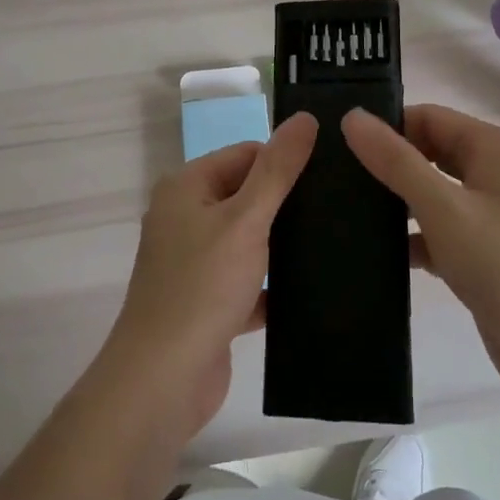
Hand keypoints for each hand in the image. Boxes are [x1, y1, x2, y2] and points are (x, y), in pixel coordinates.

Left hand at [101, 112, 318, 437]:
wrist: (162, 382)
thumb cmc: (202, 287)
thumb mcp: (246, 219)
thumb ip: (277, 169)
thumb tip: (304, 118)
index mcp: (186, 187)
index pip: (244, 154)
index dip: (283, 162)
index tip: (328, 176)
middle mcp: (185, 218)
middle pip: (247, 195)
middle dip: (286, 204)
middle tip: (337, 209)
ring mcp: (194, 262)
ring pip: (249, 240)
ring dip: (281, 244)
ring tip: (333, 242)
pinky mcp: (207, 301)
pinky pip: (247, 280)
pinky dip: (272, 284)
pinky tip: (312, 288)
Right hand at [342, 104, 499, 411]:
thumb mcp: (444, 209)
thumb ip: (396, 162)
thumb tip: (352, 117)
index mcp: (492, 148)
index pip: (427, 117)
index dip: (386, 126)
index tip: (338, 144)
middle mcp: (493, 173)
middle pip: (428, 152)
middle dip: (387, 163)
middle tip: (334, 176)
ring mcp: (489, 215)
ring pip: (430, 193)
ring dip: (395, 201)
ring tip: (343, 210)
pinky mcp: (482, 252)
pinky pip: (438, 230)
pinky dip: (412, 237)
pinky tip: (374, 252)